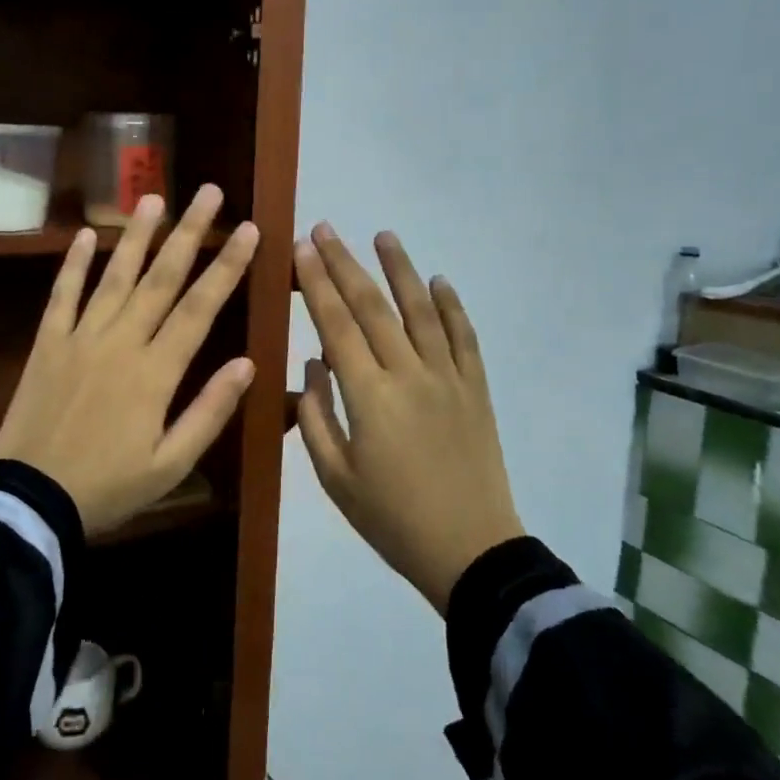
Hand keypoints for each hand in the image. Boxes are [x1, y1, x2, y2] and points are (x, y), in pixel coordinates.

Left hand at [0, 186, 259, 535]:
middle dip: (189, 233)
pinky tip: (83, 235)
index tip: (249, 230)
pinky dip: (72, 265)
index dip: (227, 267)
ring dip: (135, 236)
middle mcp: (120, 342)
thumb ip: (209, 411)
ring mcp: (79, 338)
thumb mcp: (171, 464)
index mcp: (155, 372)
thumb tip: (247, 363)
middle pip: (161, 279)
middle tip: (209, 193)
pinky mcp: (47, 344)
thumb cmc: (108, 487)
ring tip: (153, 198)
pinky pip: (61, 296)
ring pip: (114, 277)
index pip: (199, 308)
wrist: (30, 500)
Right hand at [294, 224, 523, 611]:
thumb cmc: (391, 519)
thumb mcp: (336, 479)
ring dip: (401, 270)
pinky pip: (465, 338)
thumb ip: (315, 416)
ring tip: (384, 236)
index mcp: (369, 397)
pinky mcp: (477, 389)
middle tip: (326, 229)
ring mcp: (449, 378)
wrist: (470, 550)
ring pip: (422, 311)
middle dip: (345, 264)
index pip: (337, 324)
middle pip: (373, 307)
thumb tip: (312, 363)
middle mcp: (409, 374)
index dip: (317, 283)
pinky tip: (440, 282)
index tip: (302, 248)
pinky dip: (453, 306)